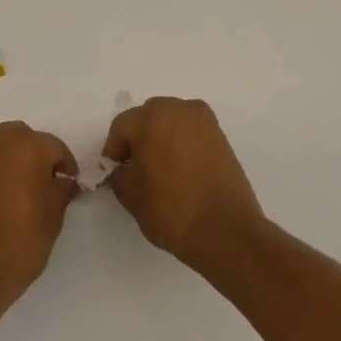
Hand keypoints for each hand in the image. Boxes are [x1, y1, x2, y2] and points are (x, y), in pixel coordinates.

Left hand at [0, 122, 78, 299]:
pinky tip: (3, 196)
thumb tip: (64, 181)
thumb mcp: (53, 217)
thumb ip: (62, 190)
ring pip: (2, 146)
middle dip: (38, 157)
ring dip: (15, 160)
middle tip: (47, 184)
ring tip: (24, 190)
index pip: (55, 147)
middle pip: (25, 139)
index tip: (71, 183)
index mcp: (26, 144)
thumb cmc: (19, 240)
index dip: (66, 166)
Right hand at [103, 97, 264, 276]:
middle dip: (138, 139)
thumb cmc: (171, 210)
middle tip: (136, 168)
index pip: (121, 127)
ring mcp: (204, 121)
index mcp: (151, 118)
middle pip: (147, 118)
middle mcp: (179, 109)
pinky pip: (191, 132)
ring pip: (171, 122)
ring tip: (161, 170)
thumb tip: (122, 170)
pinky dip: (182, 144)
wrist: (226, 231)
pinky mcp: (221, 136)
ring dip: (161, 138)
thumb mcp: (131, 195)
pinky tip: (182, 171)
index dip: (114, 151)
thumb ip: (119, 175)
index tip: (114, 172)